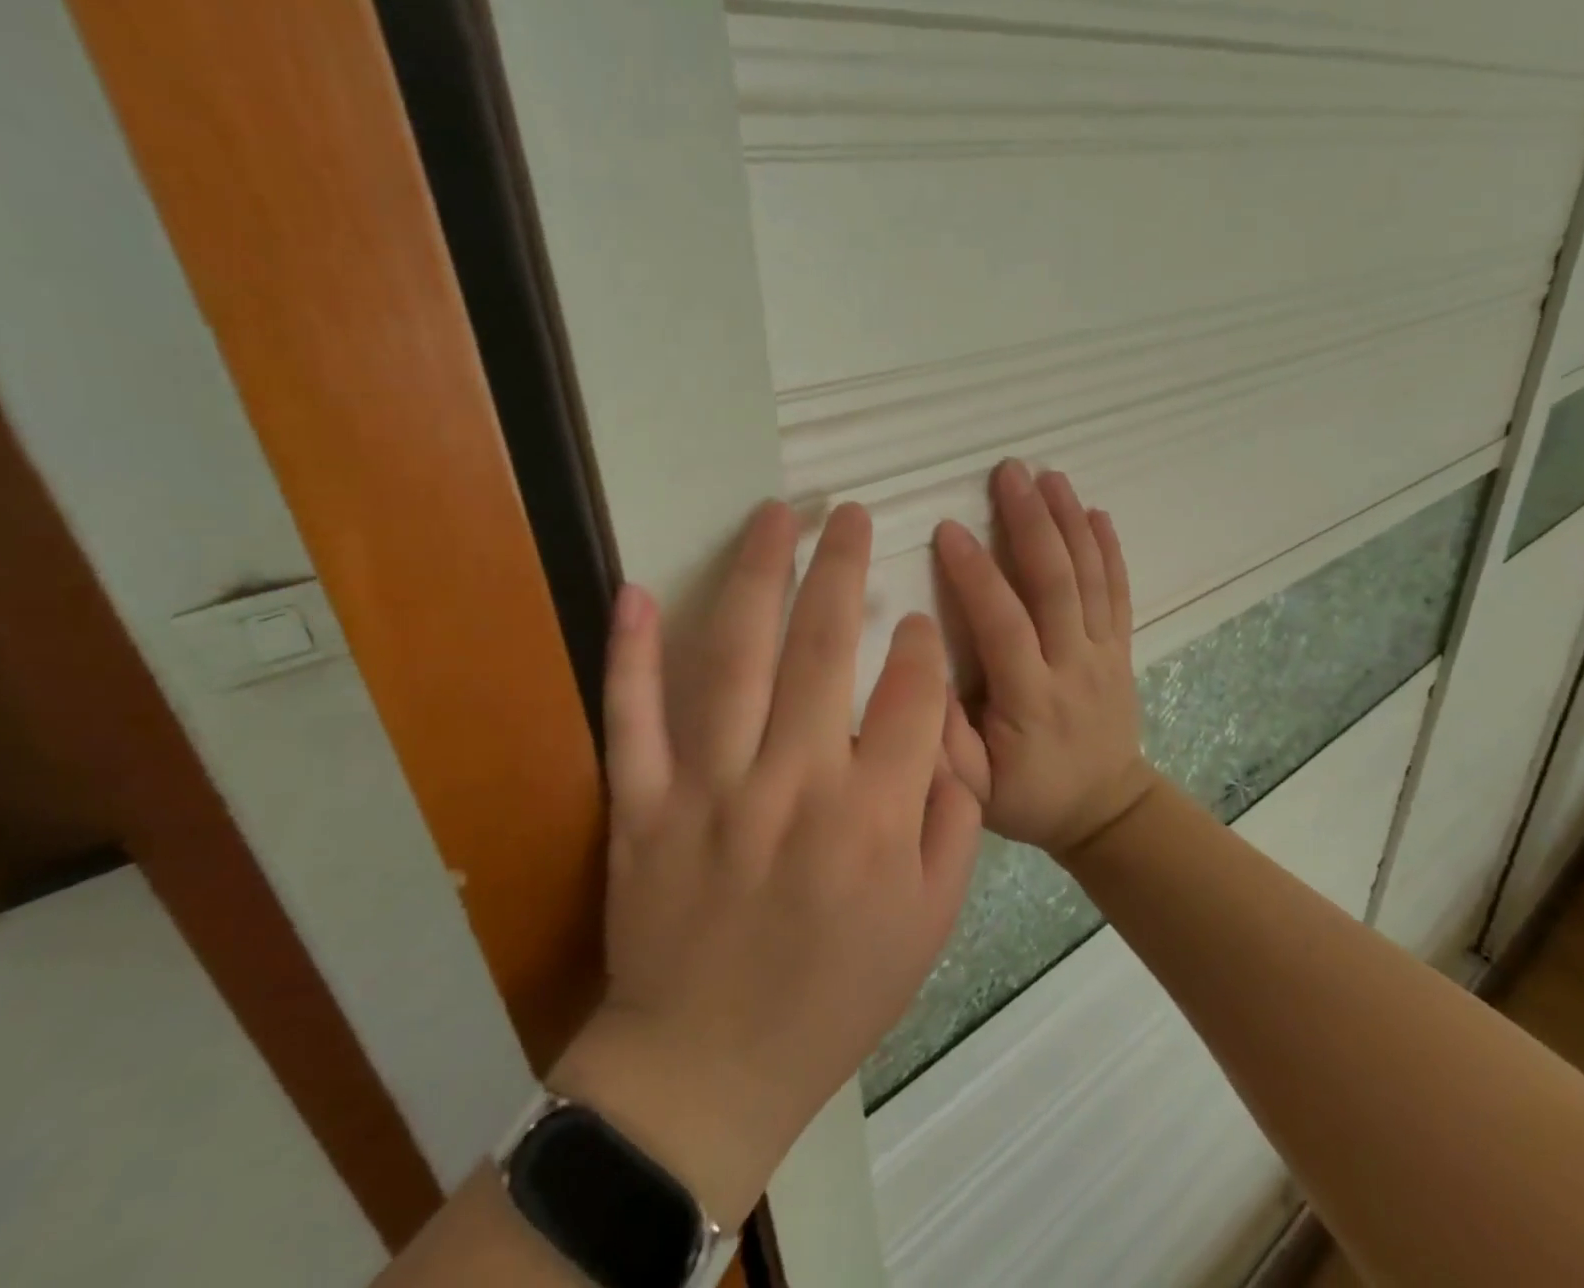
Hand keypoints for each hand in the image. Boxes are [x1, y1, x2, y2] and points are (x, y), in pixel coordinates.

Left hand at [552, 502, 980, 1228]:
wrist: (712, 1068)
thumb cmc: (837, 993)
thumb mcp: (932, 920)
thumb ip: (953, 818)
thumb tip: (948, 731)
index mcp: (874, 815)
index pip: (913, 692)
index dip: (921, 641)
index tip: (917, 616)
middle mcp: (795, 784)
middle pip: (826, 648)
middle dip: (844, 568)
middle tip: (851, 514)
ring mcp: (710, 789)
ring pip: (736, 658)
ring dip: (757, 575)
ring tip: (775, 516)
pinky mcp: (643, 806)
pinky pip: (633, 716)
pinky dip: (630, 650)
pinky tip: (637, 589)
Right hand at [934, 460, 1157, 856]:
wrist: (1106, 811)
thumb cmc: (1028, 798)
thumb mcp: (971, 792)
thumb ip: (943, 741)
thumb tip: (918, 674)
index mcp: (1030, 698)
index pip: (1004, 624)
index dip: (977, 575)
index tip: (949, 529)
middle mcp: (1072, 666)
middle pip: (1055, 584)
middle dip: (1031, 522)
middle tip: (1008, 472)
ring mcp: (1103, 654)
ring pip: (1090, 578)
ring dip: (1069, 522)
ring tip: (1049, 476)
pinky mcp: (1120, 649)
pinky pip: (1118, 593)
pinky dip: (1109, 550)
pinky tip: (1096, 512)